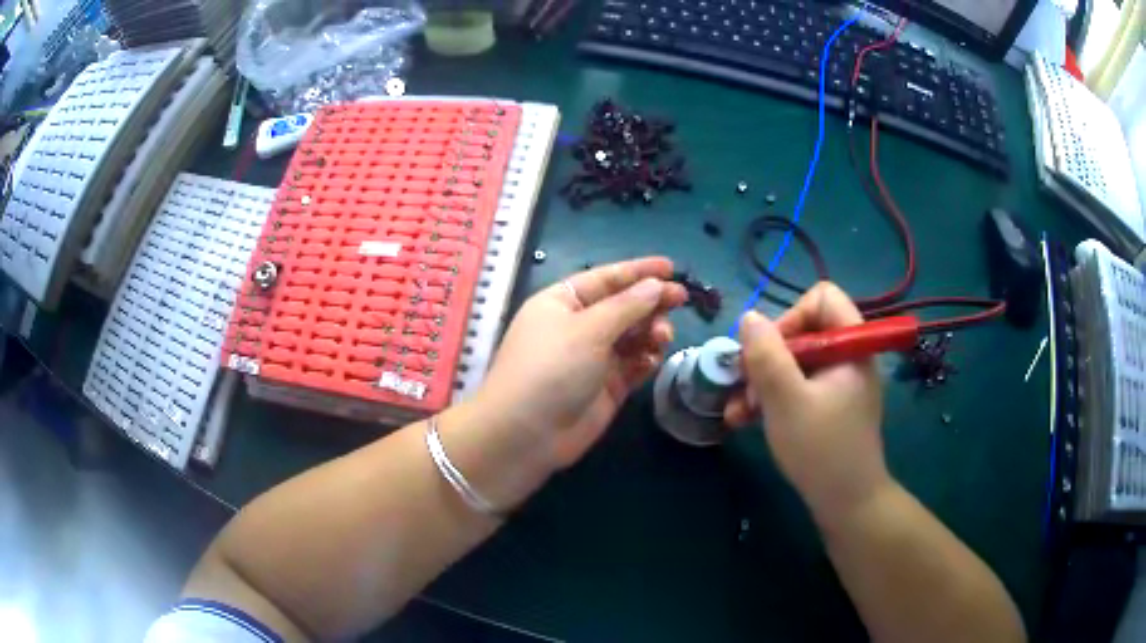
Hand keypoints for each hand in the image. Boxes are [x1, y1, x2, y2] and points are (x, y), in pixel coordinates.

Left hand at [474, 258, 686, 472]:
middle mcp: (578, 326)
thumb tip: (655, 286)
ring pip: (632, 336)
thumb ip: (627, 306)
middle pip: (623, 306)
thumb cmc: (551, 368)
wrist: (527, 434)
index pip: (606, 278)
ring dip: (651, 331)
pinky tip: (653, 359)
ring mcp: (593, 358)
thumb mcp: (588, 329)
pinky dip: (646, 359)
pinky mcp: (606, 386)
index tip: (672, 268)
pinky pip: (633, 364)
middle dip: (651, 302)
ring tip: (662, 336)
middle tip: (681, 300)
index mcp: (563, 302)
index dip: (638, 271)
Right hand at [724, 282, 890, 520]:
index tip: (769, 353)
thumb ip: (766, 356)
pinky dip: (773, 398)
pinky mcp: (829, 405)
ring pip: (794, 361)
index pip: (822, 297)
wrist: (846, 503)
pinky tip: (746, 420)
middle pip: (803, 330)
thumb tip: (749, 317)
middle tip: (745, 387)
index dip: (790, 317)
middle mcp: (847, 356)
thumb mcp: (786, 401)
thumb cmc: (821, 449)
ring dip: (762, 382)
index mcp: (850, 345)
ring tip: (737, 411)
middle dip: (767, 358)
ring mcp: (838, 382)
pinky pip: (797, 385)